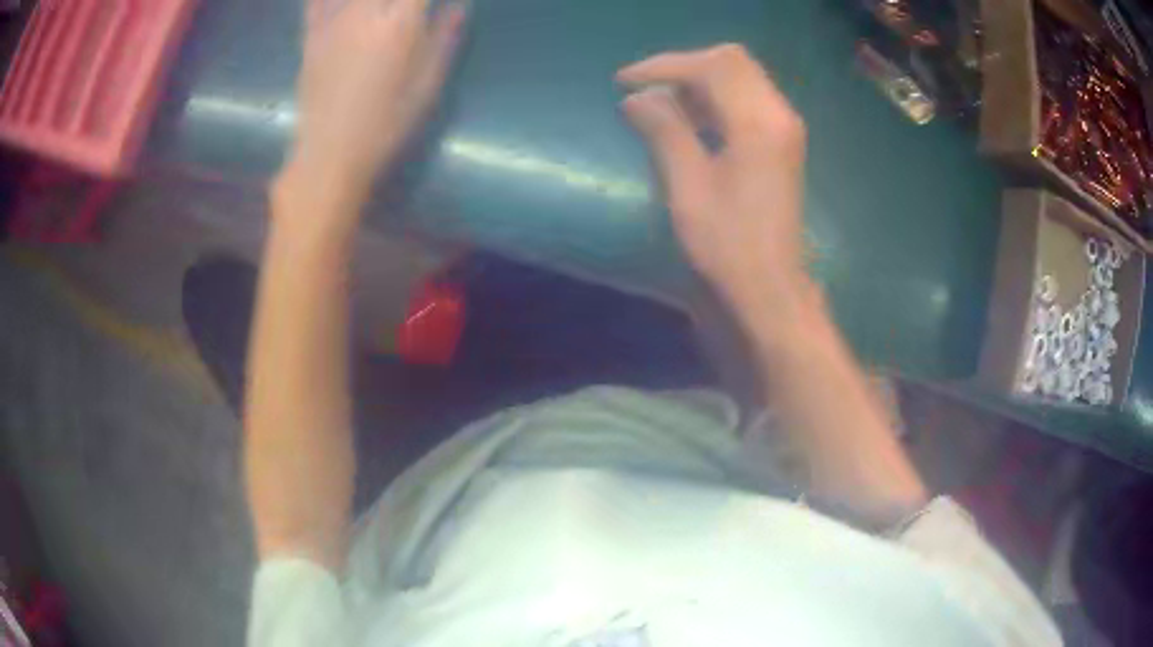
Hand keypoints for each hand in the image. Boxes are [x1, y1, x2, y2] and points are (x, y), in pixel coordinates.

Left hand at [289, 0, 464, 201]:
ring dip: (369, 2)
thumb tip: (460, 6)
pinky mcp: (311, 36)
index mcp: (400, 23)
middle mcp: (365, 12)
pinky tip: (339, 6)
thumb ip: (445, 37)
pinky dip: (324, 0)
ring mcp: (333, 22)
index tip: (431, 4)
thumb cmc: (386, 123)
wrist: (330, 153)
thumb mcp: (427, 84)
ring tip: (378, 11)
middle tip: (406, 9)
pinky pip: (316, 2)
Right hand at [618, 45, 807, 312]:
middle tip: (645, 89)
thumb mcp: (688, 186)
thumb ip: (664, 131)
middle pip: (731, 62)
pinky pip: (746, 99)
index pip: (712, 67)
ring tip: (660, 105)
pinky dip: (714, 99)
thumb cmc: (727, 244)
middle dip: (683, 67)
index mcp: (759, 123)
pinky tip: (689, 120)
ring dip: (698, 82)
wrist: (769, 287)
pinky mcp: (780, 142)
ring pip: (740, 78)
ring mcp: (784, 127)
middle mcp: (779, 114)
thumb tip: (635, 97)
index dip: (664, 67)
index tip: (624, 81)